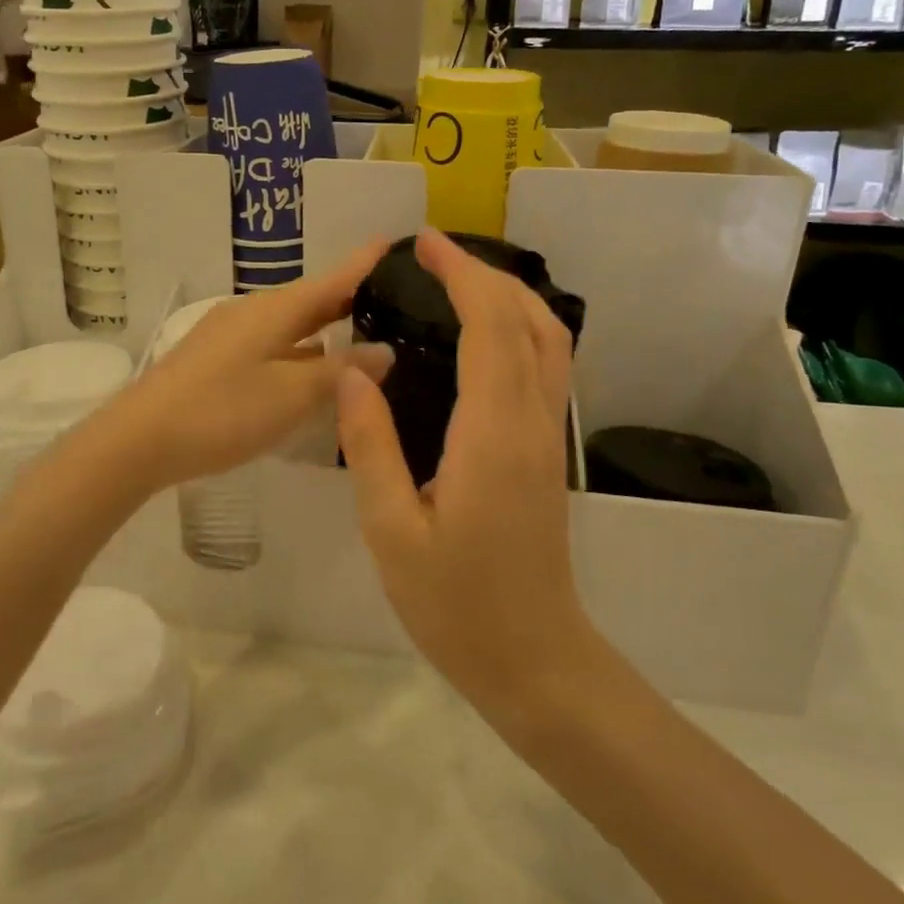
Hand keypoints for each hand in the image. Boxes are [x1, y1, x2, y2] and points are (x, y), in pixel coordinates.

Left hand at [96, 242, 392, 494]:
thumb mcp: (291, 395)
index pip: (332, 279)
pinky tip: (310, 369)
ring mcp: (228, 335)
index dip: (364, 263)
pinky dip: (299, 350)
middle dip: (349, 296)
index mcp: (274, 310)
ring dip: (324, 326)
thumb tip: (385, 351)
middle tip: (393, 296)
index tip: (395, 243)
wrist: (139, 440)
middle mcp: (252, 312)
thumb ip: (340, 372)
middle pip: (310, 298)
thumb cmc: (222, 412)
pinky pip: (271, 344)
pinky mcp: (214, 359)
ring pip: (289, 324)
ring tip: (361, 332)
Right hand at [336, 228, 598, 724]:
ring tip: (458, 282)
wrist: (532, 658)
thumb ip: (372, 444)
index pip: (489, 326)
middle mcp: (532, 421)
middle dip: (486, 273)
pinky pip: (547, 366)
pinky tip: (484, 336)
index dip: (461, 275)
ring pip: (549, 339)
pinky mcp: (549, 451)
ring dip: (510, 296)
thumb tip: (353, 372)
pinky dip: (521, 328)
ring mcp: (549, 435)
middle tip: (433, 255)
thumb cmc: (455, 603)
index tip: (423, 245)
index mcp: (492, 433)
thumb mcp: (391, 529)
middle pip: (529, 319)